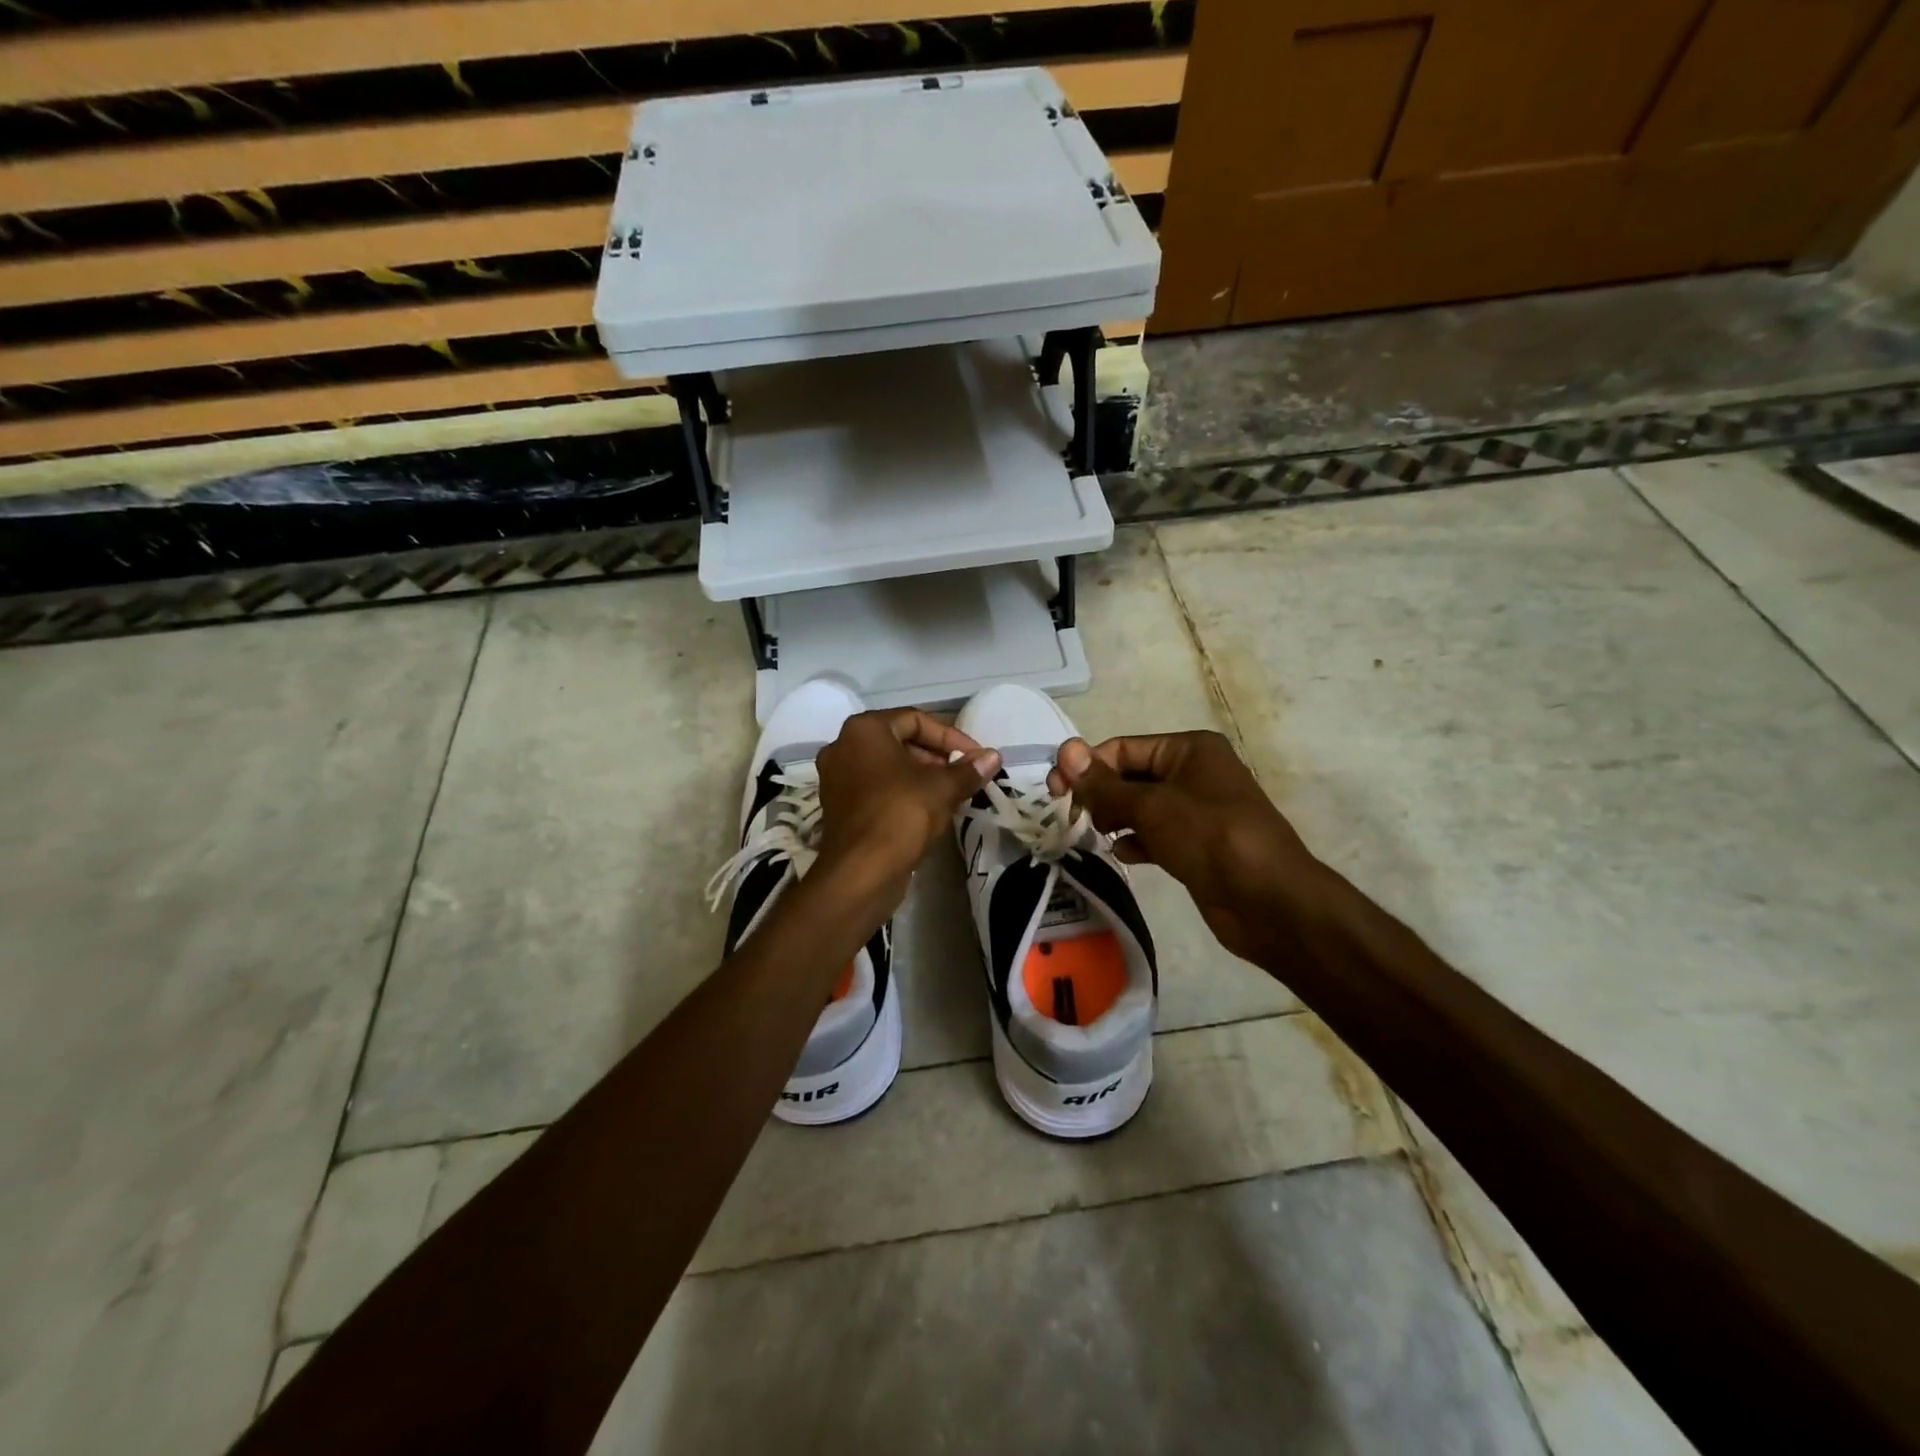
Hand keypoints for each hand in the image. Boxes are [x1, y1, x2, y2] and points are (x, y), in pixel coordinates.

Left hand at [812, 709, 1000, 909]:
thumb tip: (994, 756)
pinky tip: (928, 812)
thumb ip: (969, 769)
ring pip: (888, 767)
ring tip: (951, 794)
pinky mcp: (839, 808)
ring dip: (921, 776)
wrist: (861, 872)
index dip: (951, 737)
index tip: (975, 757)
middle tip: (964, 775)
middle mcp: (843, 747)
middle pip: (899, 741)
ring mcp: (837, 779)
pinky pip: (876, 789)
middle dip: (936, 757)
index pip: (915, 720)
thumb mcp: (942, 788)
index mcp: (864, 730)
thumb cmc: (901, 814)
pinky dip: (902, 793)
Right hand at [1049, 731, 1321, 963]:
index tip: (1054, 791)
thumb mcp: (1151, 806)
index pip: (1123, 748)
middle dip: (1100, 794)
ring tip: (1093, 835)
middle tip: (1070, 816)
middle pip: (1131, 776)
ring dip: (1114, 818)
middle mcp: (1194, 772)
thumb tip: (1064, 750)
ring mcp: (1197, 810)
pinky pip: (1155, 834)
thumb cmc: (1210, 838)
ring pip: (1141, 807)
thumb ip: (1104, 784)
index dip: (1087, 766)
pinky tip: (1122, 855)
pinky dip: (1136, 841)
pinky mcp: (1197, 845)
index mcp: (1189, 749)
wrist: (1270, 902)